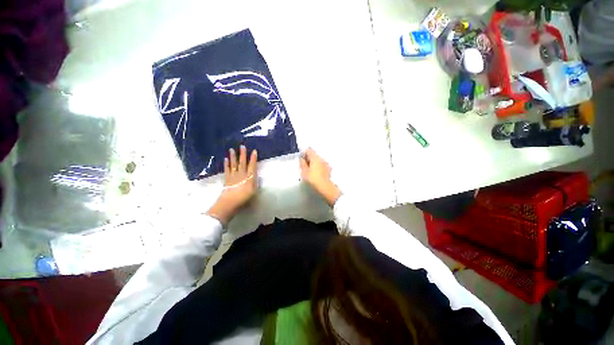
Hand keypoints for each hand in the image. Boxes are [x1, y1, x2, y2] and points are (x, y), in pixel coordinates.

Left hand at [207, 145, 257, 224]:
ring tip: (232, 149)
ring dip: (233, 157)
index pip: (252, 166)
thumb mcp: (254, 191)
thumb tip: (255, 176)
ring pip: (234, 164)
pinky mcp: (227, 179)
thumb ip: (255, 182)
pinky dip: (226, 164)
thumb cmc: (244, 199)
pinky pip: (227, 170)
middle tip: (242, 146)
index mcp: (249, 177)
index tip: (254, 151)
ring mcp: (233, 176)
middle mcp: (241, 174)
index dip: (253, 158)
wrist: (230, 203)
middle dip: (243, 154)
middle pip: (242, 163)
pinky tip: (226, 159)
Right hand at [300, 148, 340, 206]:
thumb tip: (302, 158)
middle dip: (309, 158)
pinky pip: (321, 165)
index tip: (301, 159)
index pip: (309, 150)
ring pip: (318, 160)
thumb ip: (302, 163)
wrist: (325, 187)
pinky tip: (316, 173)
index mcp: (315, 157)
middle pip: (314, 155)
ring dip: (314, 163)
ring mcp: (326, 163)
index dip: (304, 153)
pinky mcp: (329, 169)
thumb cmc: (313, 179)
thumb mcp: (304, 172)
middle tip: (304, 166)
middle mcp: (321, 158)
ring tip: (309, 170)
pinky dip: (318, 167)